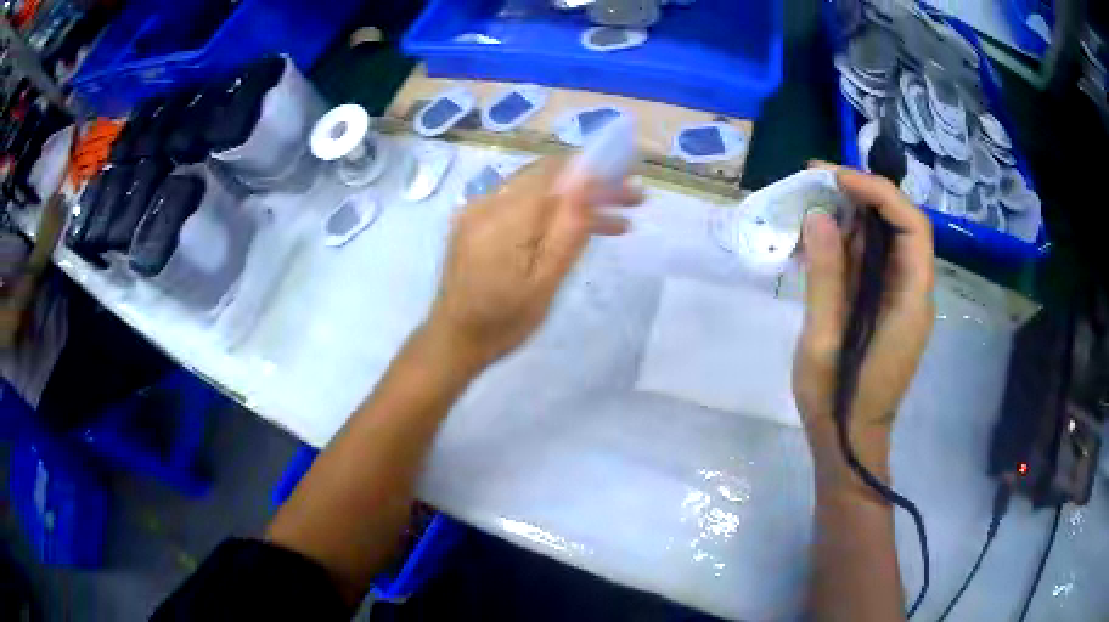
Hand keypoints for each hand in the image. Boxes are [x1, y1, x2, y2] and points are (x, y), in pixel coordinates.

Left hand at [425, 157, 642, 372]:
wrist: (455, 339)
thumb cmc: (503, 320)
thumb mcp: (545, 282)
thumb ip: (568, 229)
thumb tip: (589, 182)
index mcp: (505, 216)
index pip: (557, 173)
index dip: (596, 171)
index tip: (629, 180)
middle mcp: (487, 201)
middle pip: (548, 176)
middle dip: (593, 185)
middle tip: (631, 200)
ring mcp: (477, 209)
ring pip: (537, 189)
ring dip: (575, 200)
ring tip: (617, 221)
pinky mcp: (476, 221)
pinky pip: (520, 203)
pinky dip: (550, 211)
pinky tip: (576, 227)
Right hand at [792, 165, 934, 483]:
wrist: (847, 444)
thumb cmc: (837, 403)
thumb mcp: (824, 342)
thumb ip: (826, 278)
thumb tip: (818, 216)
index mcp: (911, 303)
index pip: (913, 227)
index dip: (880, 193)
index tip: (837, 178)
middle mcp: (914, 293)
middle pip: (900, 226)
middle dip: (862, 194)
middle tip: (815, 177)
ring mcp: (900, 299)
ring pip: (884, 240)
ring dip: (852, 214)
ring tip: (809, 198)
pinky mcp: (884, 306)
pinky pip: (872, 261)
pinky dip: (847, 241)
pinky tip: (817, 237)